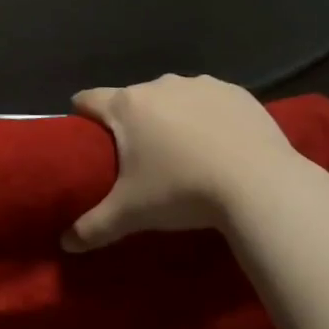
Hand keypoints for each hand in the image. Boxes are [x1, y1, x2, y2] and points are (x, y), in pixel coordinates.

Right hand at [63, 74, 309, 251]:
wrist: (262, 185)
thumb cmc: (183, 191)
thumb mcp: (132, 214)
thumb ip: (93, 227)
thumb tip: (65, 244)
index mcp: (126, 106)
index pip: (88, 99)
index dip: (83, 115)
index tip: (88, 135)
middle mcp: (158, 85)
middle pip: (133, 99)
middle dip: (133, 122)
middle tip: (143, 158)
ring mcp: (200, 85)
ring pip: (173, 97)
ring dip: (172, 116)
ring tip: (187, 153)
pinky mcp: (237, 92)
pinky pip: (211, 100)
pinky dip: (210, 116)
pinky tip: (222, 144)